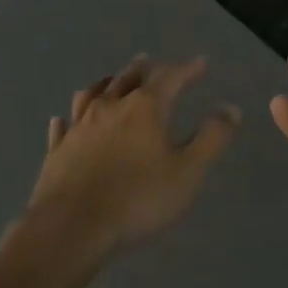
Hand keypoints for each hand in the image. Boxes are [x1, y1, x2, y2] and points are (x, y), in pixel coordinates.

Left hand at [24, 55, 238, 267]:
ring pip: (91, 94)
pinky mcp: (57, 150)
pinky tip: (62, 120)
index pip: (169, 77)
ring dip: (105, 84)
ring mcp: (79, 127)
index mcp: (144, 108)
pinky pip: (62, 127)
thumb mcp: (187, 172)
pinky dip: (67, 120)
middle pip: (127, 78)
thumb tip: (231, 108)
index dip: (186, 69)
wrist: (71, 226)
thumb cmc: (137, 199)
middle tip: (148, 60)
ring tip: (110, 80)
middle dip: (142, 69)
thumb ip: (211, 139)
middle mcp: (109, 107)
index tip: (200, 63)